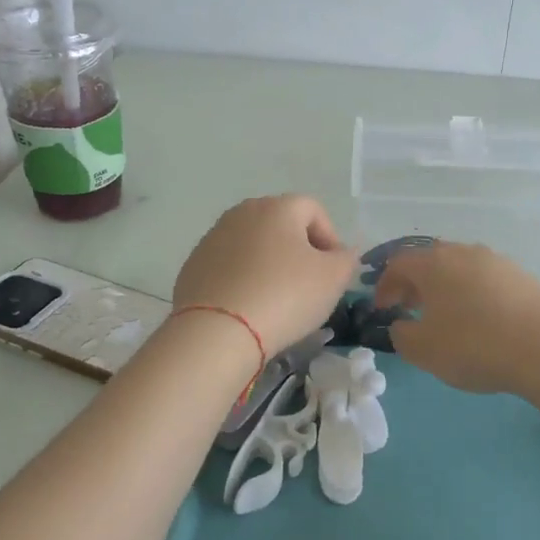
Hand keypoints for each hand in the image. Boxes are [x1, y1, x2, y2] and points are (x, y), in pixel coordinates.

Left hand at [172, 195, 358, 356]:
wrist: (217, 331)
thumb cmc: (285, 296)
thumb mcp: (333, 279)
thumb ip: (346, 259)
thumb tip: (341, 253)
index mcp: (277, 207)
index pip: (314, 210)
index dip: (330, 238)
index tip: (333, 271)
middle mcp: (241, 213)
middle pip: (280, 224)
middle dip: (298, 250)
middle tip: (308, 285)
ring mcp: (212, 238)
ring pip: (252, 246)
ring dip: (268, 265)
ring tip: (276, 300)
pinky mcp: (193, 266)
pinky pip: (228, 267)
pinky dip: (242, 280)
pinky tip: (248, 308)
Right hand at [373, 242, 539, 393]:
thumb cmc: (474, 345)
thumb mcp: (423, 349)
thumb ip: (401, 334)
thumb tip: (402, 324)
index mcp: (434, 263)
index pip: (398, 263)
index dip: (384, 285)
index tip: (382, 309)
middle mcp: (464, 252)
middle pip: (430, 260)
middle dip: (415, 283)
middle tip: (410, 308)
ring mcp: (497, 261)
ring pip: (460, 268)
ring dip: (445, 287)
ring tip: (446, 316)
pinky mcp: (522, 276)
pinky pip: (485, 280)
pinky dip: (472, 294)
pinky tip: (480, 320)